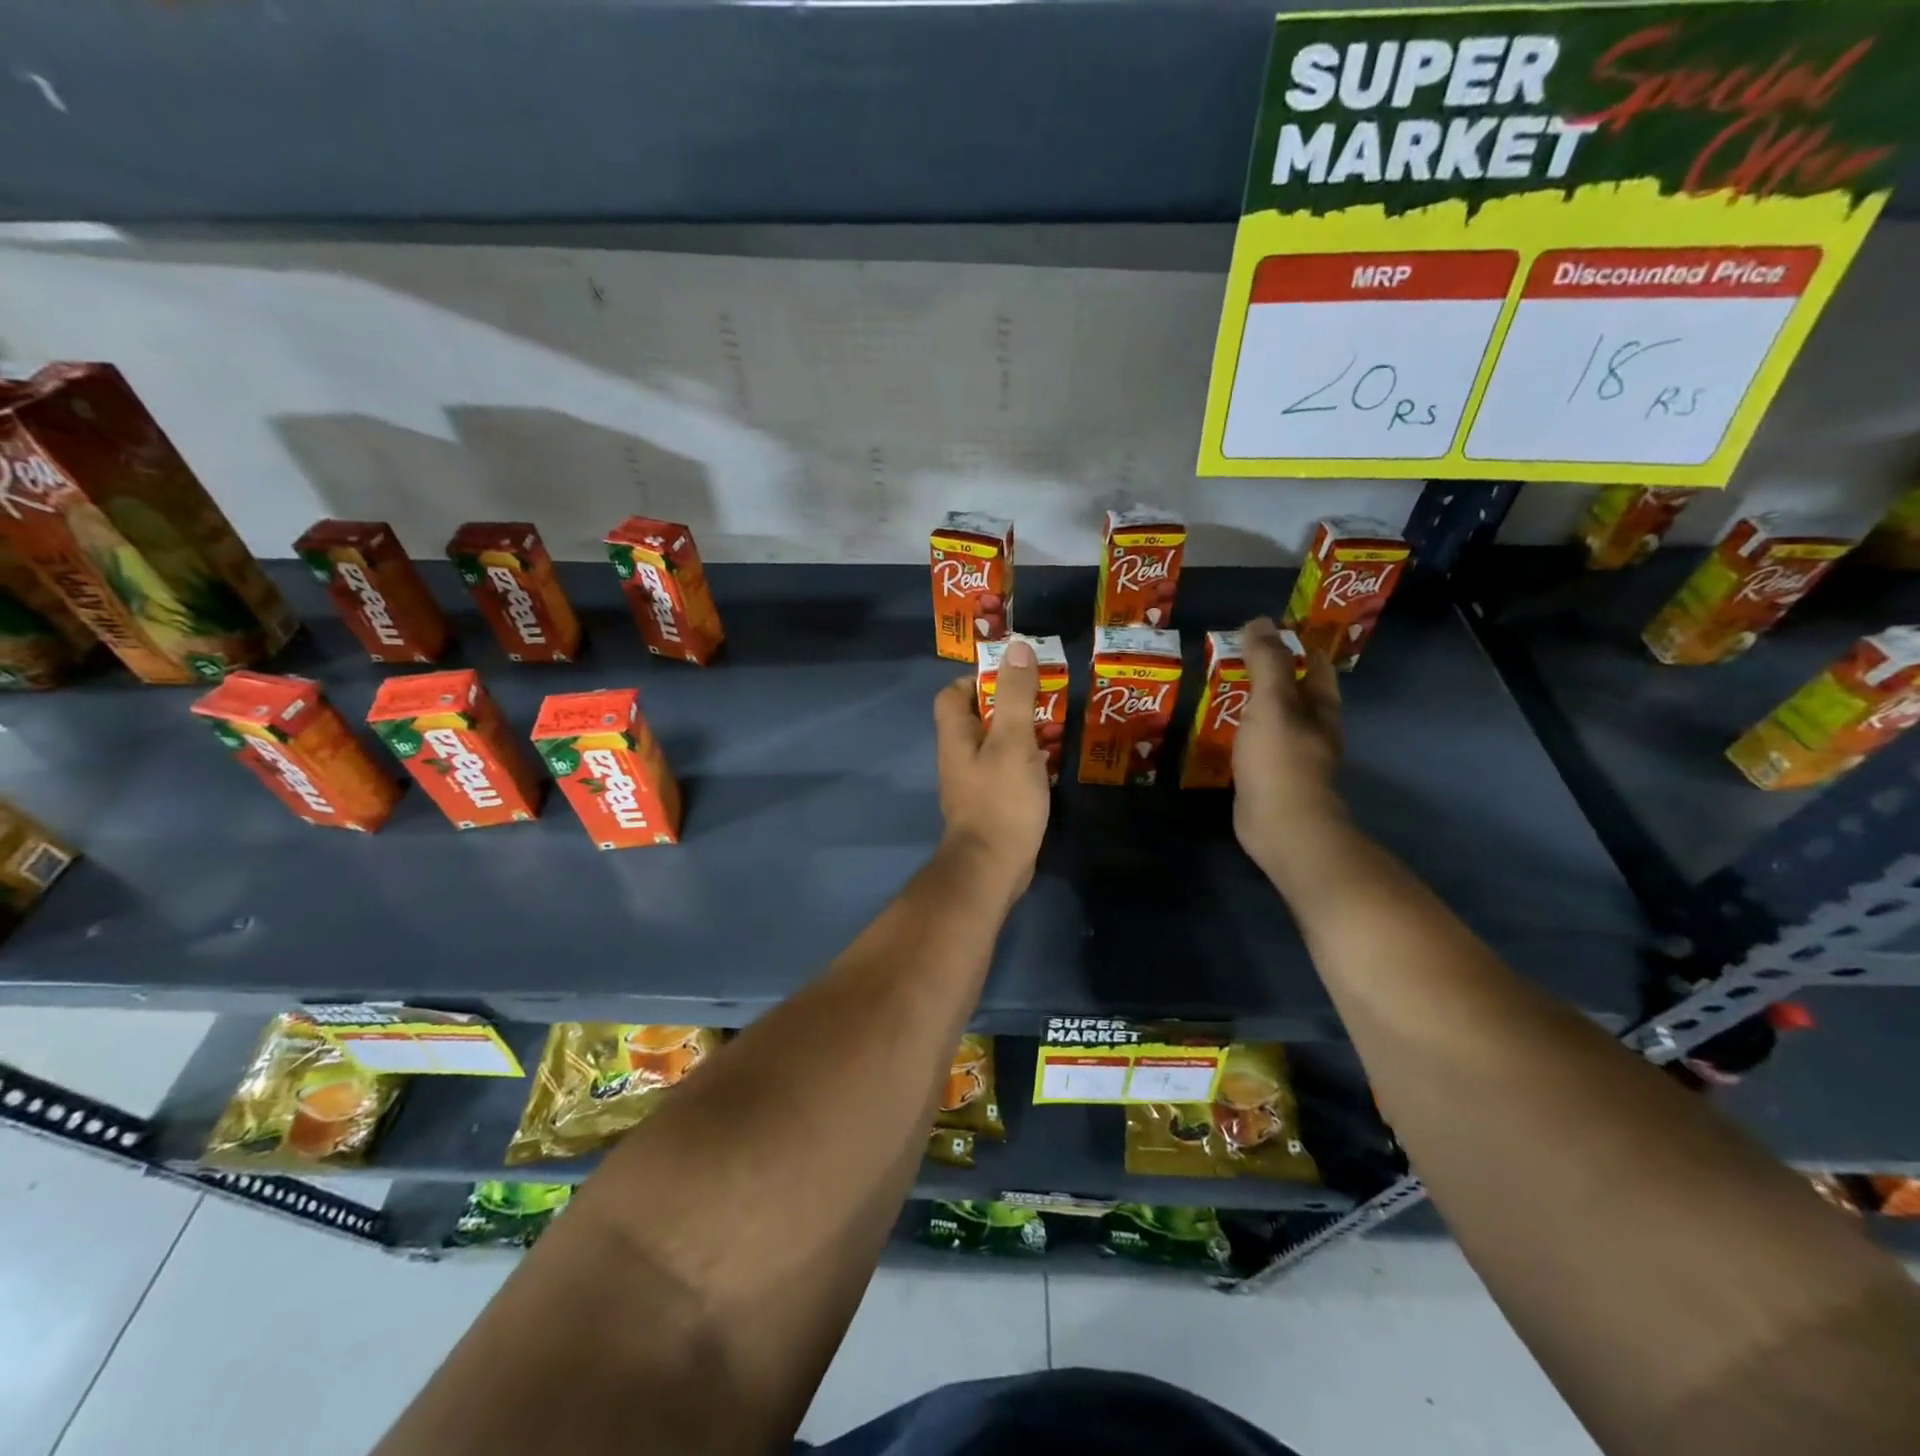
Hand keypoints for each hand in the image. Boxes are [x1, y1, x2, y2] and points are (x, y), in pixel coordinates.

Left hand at [932, 638, 1050, 899]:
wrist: (992, 867)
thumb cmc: (1001, 799)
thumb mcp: (1013, 740)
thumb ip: (1015, 694)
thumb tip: (1017, 646)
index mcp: (956, 735)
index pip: (953, 693)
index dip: (979, 679)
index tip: (1014, 677)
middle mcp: (958, 756)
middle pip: (977, 718)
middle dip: (1010, 705)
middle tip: (1046, 701)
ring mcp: (973, 782)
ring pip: (995, 745)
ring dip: (1022, 733)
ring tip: (1056, 729)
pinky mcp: (990, 804)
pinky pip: (1006, 770)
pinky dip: (1026, 762)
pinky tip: (1050, 764)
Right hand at [1232, 617, 1344, 867]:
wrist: (1281, 824)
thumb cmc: (1280, 758)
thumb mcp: (1272, 702)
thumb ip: (1266, 662)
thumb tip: (1259, 621)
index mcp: (1321, 706)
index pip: (1313, 663)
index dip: (1292, 643)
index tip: (1259, 631)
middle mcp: (1312, 727)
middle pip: (1293, 690)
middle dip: (1267, 672)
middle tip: (1230, 656)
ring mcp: (1291, 755)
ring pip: (1272, 718)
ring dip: (1250, 703)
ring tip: (1218, 687)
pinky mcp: (1268, 776)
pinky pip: (1254, 744)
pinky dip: (1239, 731)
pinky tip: (1216, 729)